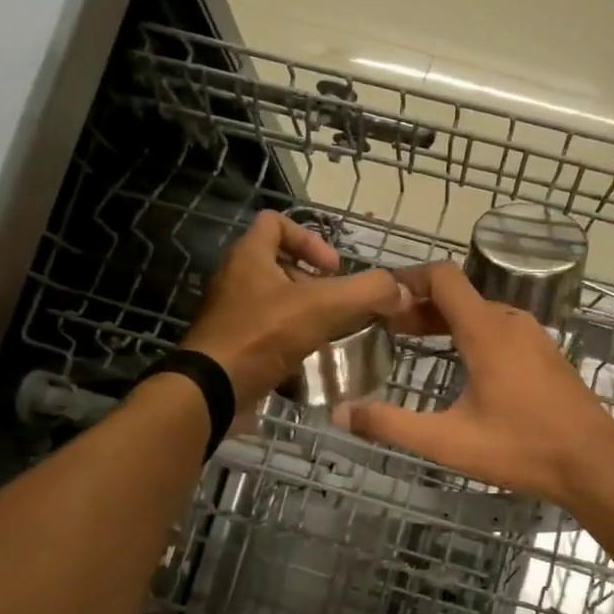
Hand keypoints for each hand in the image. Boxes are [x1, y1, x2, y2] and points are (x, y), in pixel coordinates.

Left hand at [181, 211, 411, 410]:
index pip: (276, 222)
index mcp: (249, 256)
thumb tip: (400, 290)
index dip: (310, 238)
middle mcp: (235, 278)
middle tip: (336, 304)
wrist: (213, 390)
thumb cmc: (263, 336)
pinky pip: (266, 333)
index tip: (334, 268)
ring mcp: (230, 314)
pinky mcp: (231, 345)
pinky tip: (309, 359)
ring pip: (274, 301)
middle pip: (278, 264)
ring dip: (304, 313)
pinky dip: (289, 341)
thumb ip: (366, 292)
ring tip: (329, 333)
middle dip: (313, 282)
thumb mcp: (323, 307)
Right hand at [338, 262, 613, 512]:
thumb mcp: (447, 442)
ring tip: (415, 343)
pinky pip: (500, 329)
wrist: (595, 465)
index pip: (442, 278)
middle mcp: (510, 322)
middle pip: (458, 295)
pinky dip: (471, 334)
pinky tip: (460, 366)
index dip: (406, 280)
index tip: (379, 299)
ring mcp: (533, 337)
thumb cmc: (521, 449)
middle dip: (419, 306)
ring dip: (445, 321)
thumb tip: (340, 415)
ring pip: (480, 312)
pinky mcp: (546, 355)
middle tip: (386, 328)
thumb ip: (391, 425)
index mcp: (485, 331)